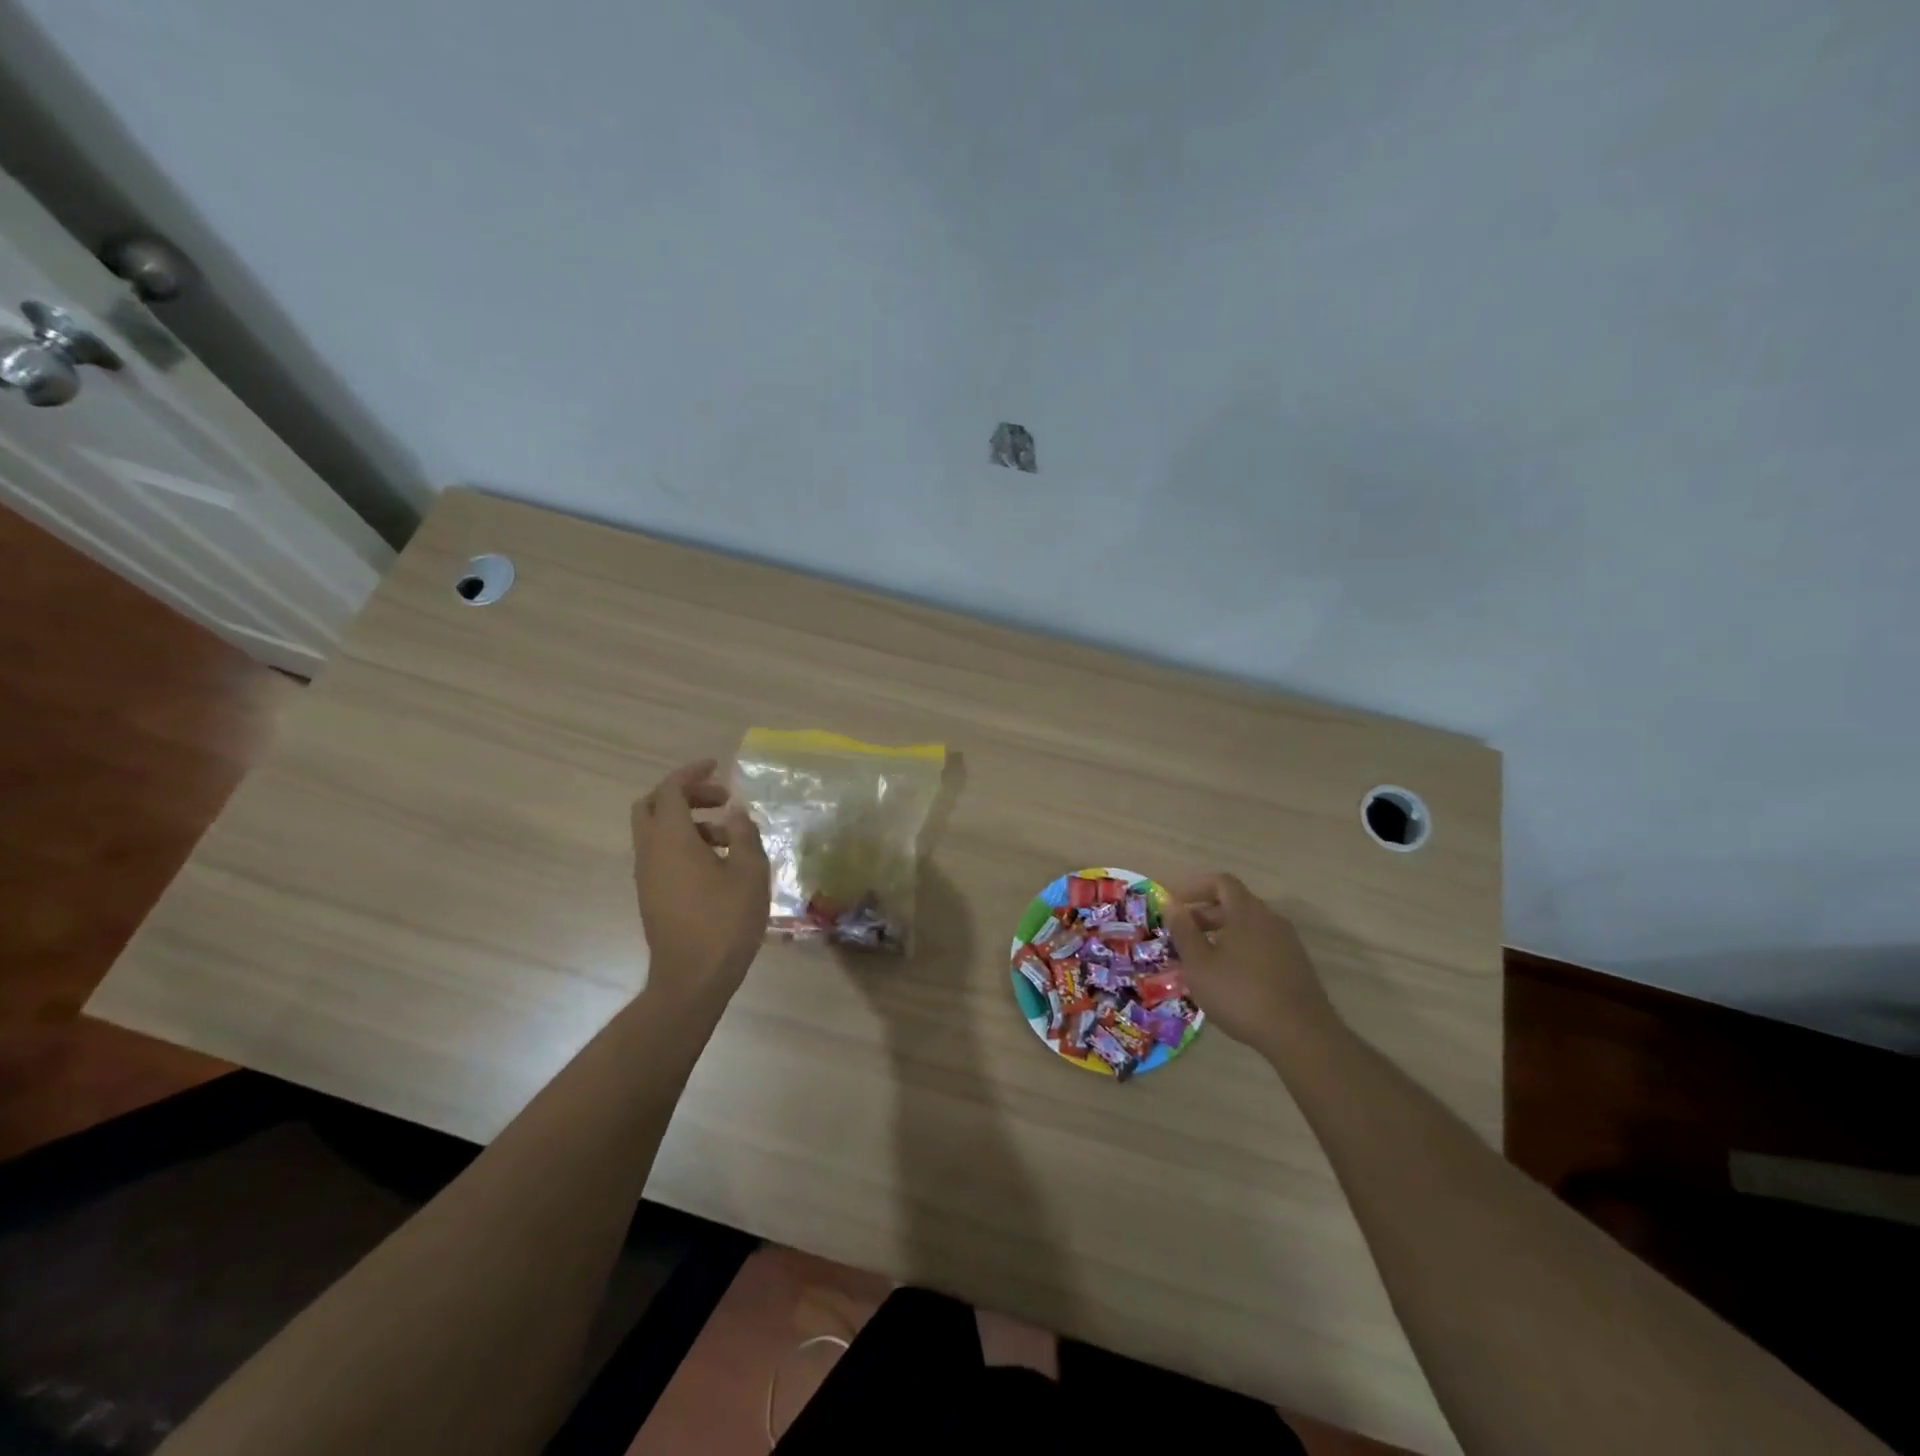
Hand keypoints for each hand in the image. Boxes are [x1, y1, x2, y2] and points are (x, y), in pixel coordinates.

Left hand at [631, 759, 769, 1001]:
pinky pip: (662, 855)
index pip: (670, 790)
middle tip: (720, 800)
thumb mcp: (750, 873)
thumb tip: (736, 813)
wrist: (693, 979)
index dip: (692, 773)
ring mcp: (647, 876)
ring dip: (689, 823)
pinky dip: (685, 844)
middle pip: (651, 806)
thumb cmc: (725, 922)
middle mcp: (650, 852)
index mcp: (671, 839)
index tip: (717, 767)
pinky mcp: (651, 895)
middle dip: (684, 795)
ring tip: (732, 838)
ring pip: (656, 832)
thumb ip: (745, 835)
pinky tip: (719, 865)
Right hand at [1161, 873, 1334, 1048]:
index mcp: (1247, 911)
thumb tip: (1172, 906)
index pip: (1220, 882)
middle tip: (1180, 933)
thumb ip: (1183, 931)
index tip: (1173, 903)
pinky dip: (1239, 949)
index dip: (1194, 887)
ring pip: (1248, 926)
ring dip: (1221, 934)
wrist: (1302, 1035)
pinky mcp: (1296, 966)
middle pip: (1235, 903)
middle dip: (1204, 913)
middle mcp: (1270, 919)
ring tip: (1200, 957)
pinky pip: (1261, 945)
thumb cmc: (1241, 994)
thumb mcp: (1199, 964)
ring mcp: (1287, 943)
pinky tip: (1227, 977)